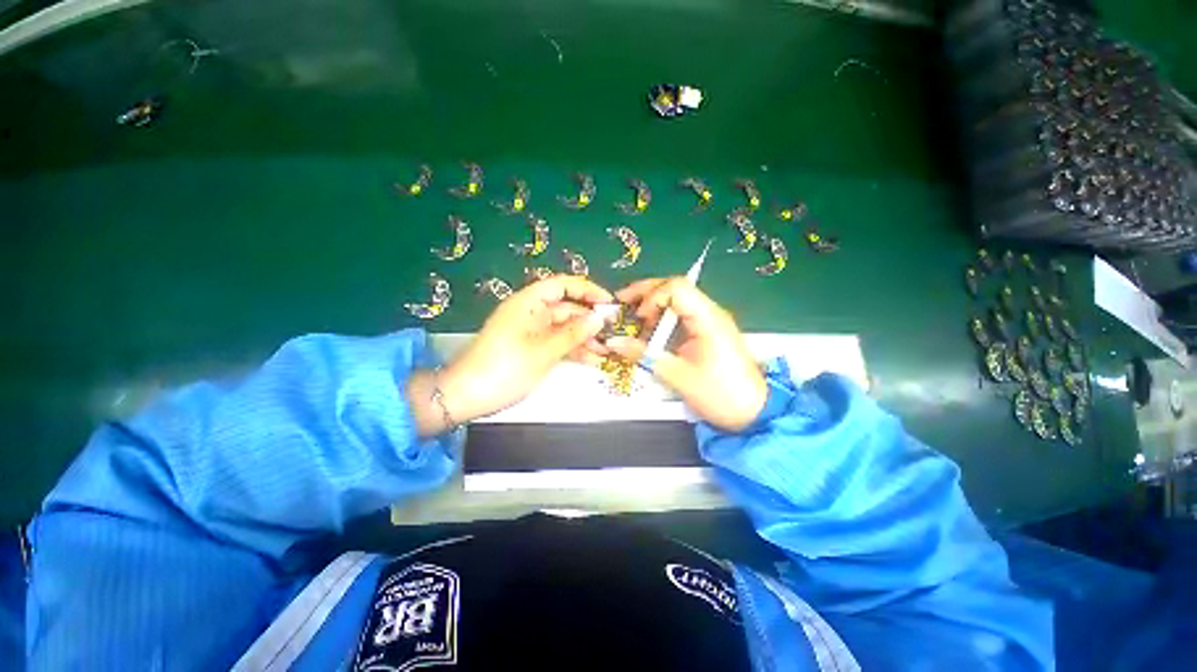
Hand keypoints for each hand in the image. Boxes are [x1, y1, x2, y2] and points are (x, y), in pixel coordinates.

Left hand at [422, 276, 612, 430]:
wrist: (466, 397)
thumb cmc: (504, 369)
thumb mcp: (543, 351)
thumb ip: (573, 334)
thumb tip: (600, 318)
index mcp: (528, 302)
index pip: (562, 285)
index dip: (587, 290)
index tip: (609, 303)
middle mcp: (531, 312)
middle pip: (567, 308)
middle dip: (590, 320)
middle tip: (615, 333)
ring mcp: (532, 332)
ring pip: (565, 328)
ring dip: (585, 338)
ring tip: (608, 350)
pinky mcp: (532, 348)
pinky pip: (558, 343)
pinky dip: (573, 350)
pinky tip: (593, 360)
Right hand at [607, 277, 766, 431]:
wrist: (753, 413)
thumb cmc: (721, 395)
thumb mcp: (678, 377)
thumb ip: (645, 356)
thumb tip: (613, 342)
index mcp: (708, 319)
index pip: (676, 288)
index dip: (651, 297)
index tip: (637, 318)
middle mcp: (710, 312)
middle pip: (674, 287)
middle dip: (645, 293)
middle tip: (621, 303)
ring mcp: (709, 320)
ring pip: (676, 299)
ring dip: (652, 306)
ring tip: (632, 320)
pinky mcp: (706, 331)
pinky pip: (680, 315)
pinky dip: (661, 319)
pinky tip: (649, 332)